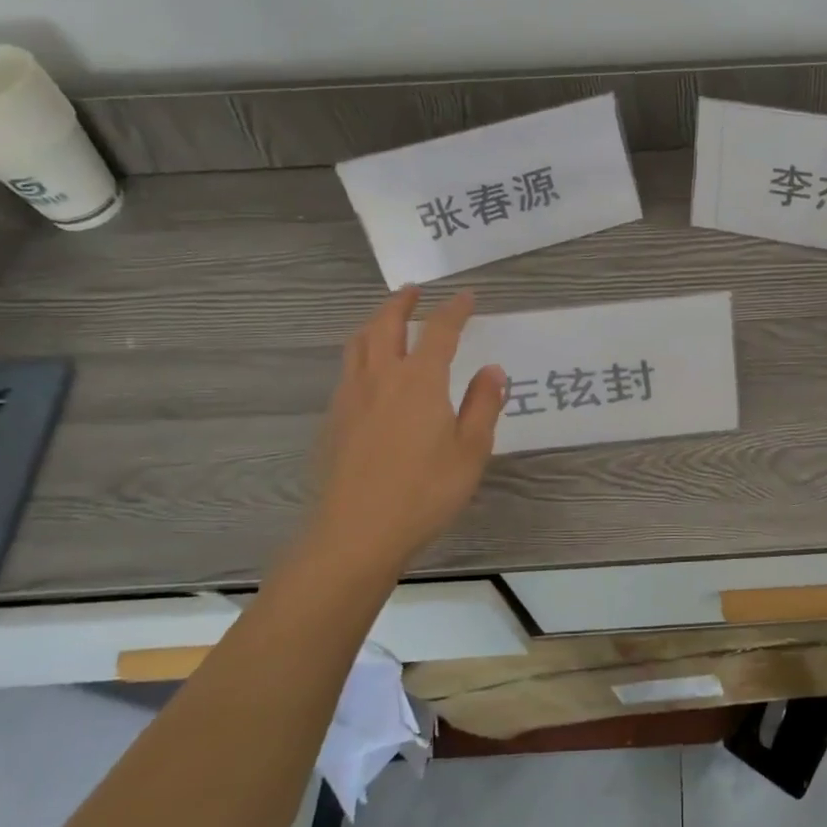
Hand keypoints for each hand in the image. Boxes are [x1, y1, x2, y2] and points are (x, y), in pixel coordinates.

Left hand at [306, 287, 504, 576]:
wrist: (355, 534)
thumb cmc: (424, 492)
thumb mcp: (471, 451)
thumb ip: (483, 406)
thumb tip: (492, 370)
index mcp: (420, 381)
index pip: (439, 331)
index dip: (454, 310)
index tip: (466, 297)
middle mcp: (382, 378)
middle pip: (386, 325)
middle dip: (401, 303)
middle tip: (413, 292)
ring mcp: (351, 398)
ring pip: (358, 343)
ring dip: (374, 322)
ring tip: (387, 320)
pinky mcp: (334, 420)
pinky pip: (347, 370)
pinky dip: (361, 352)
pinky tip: (370, 371)